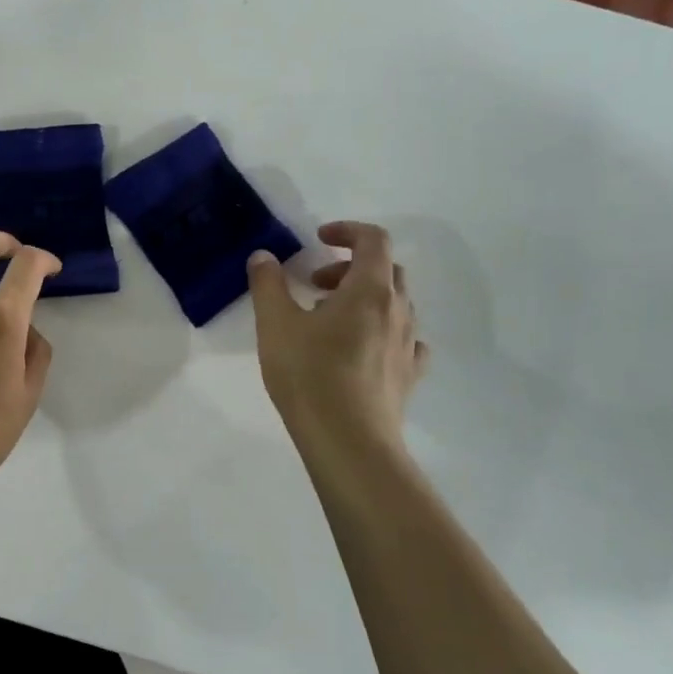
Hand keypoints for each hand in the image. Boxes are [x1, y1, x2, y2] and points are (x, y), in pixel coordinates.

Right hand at [248, 221, 428, 460]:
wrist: (349, 442)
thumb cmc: (309, 375)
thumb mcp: (274, 324)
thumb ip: (268, 284)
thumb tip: (264, 257)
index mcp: (369, 290)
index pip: (373, 240)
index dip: (347, 231)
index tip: (318, 239)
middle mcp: (398, 311)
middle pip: (386, 270)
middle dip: (349, 267)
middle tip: (315, 284)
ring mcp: (408, 345)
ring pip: (396, 304)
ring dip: (364, 298)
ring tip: (329, 320)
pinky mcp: (408, 376)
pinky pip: (404, 340)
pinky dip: (383, 330)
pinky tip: (361, 348)